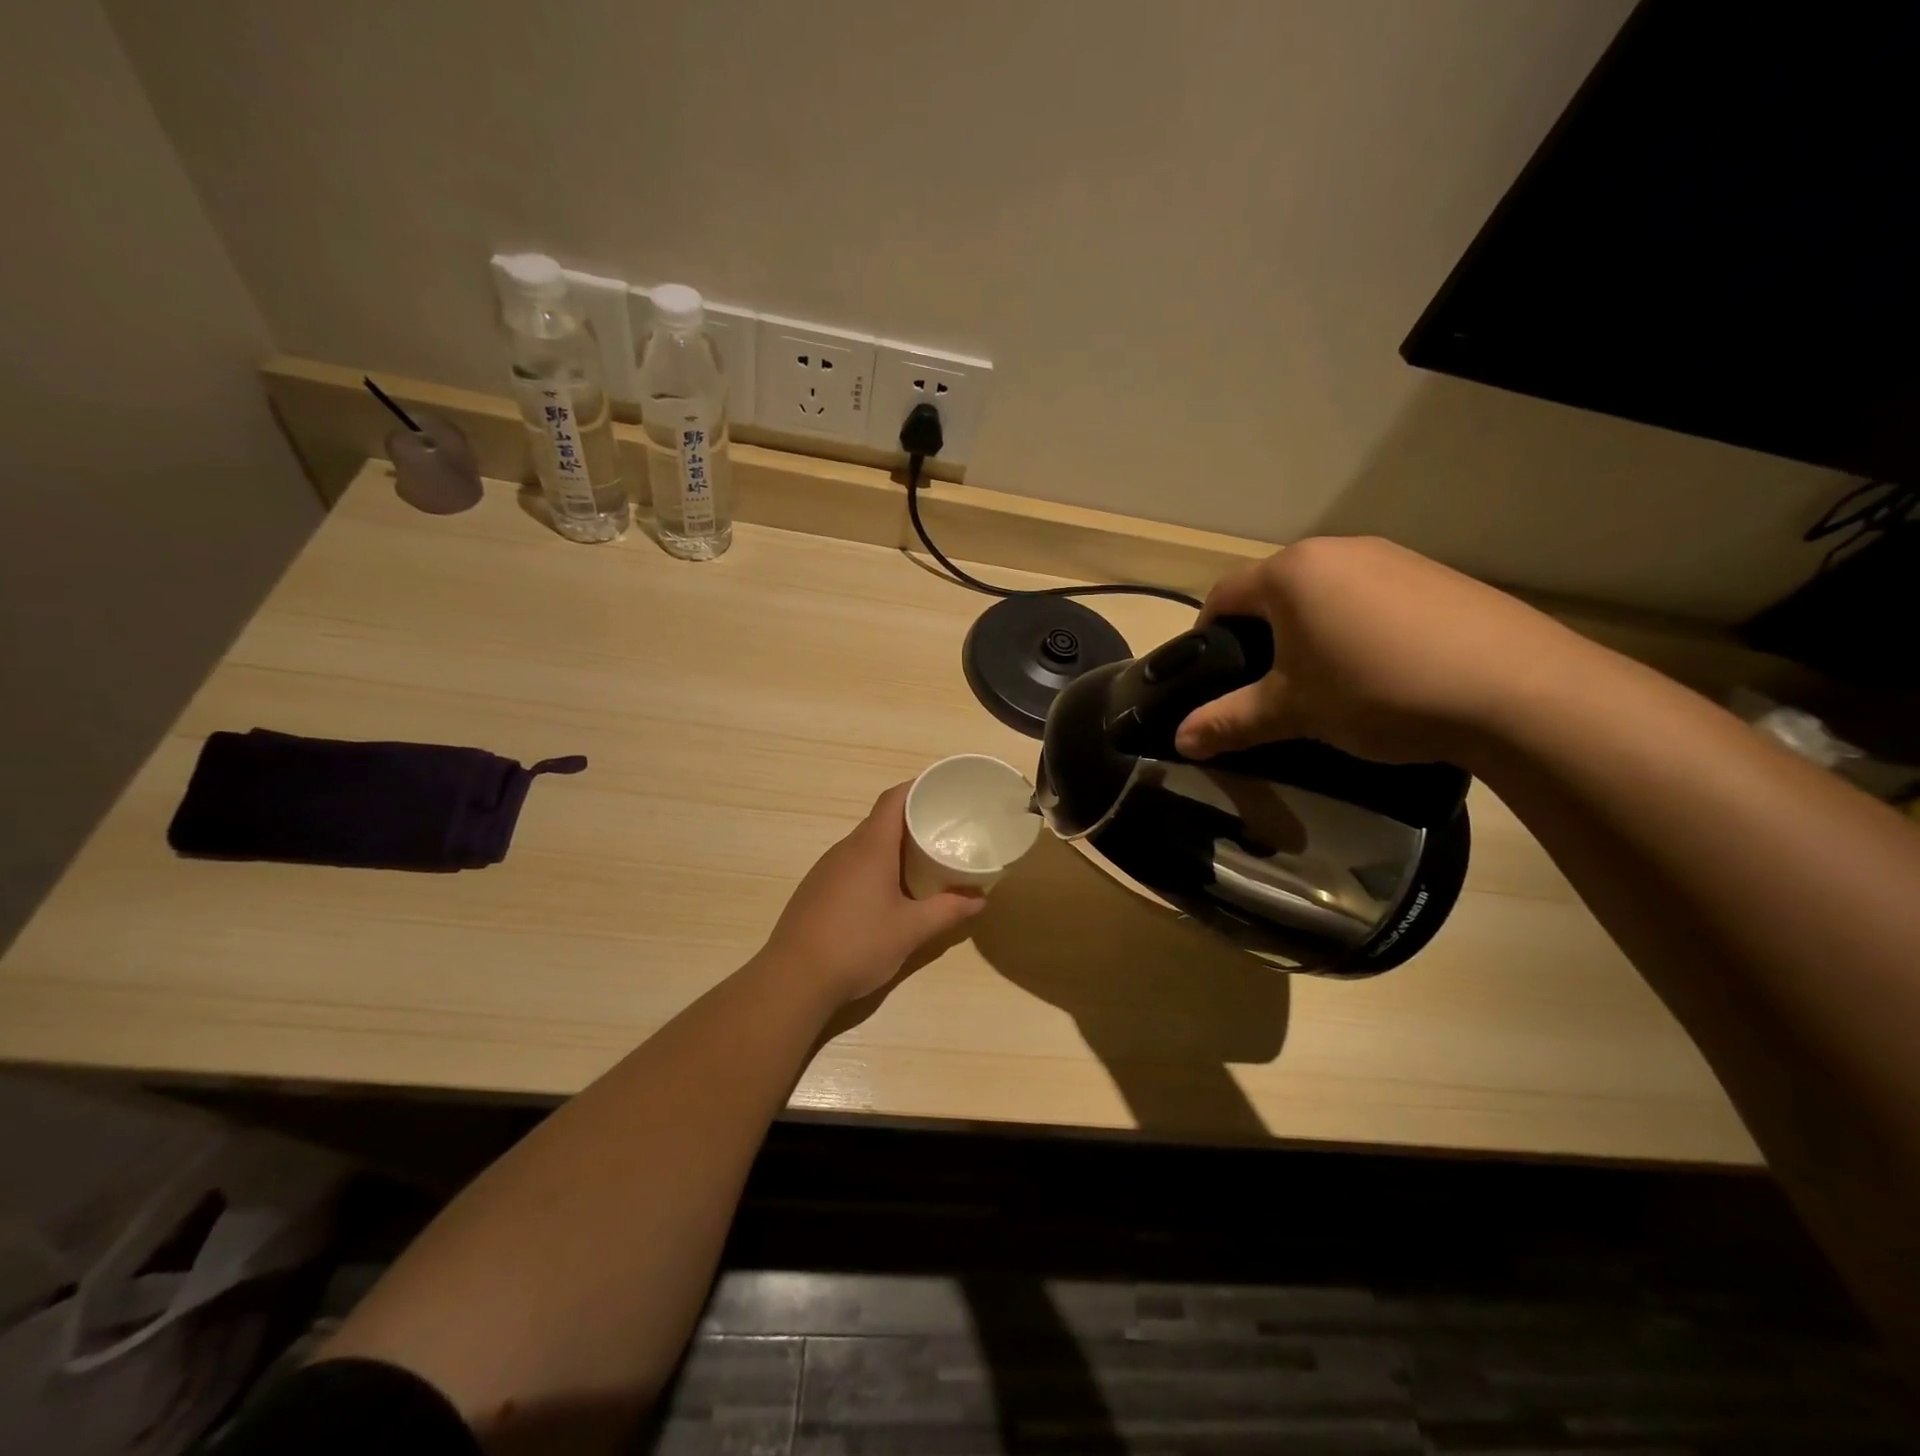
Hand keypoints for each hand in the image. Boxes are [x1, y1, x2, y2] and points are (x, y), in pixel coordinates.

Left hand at [761, 783, 986, 1005]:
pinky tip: (888, 892)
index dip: (918, 788)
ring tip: (923, 861)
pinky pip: (851, 864)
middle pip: (881, 820)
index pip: (894, 799)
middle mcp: (846, 849)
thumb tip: (980, 898)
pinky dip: (875, 866)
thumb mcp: (911, 930)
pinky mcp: (816, 890)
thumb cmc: (857, 944)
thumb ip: (948, 911)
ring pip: (865, 844)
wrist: (793, 979)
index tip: (944, 790)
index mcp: (870, 847)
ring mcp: (826, 869)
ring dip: (893, 846)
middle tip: (945, 830)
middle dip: (913, 820)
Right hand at [1173, 536, 1590, 765]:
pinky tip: (1382, 669)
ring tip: (1326, 681)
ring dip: (1310, 631)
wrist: (1516, 690)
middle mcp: (1337, 551)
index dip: (1205, 636)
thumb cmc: (1376, 691)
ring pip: (1325, 593)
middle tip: (1266, 685)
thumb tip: (1181, 740)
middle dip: (1260, 635)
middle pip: (1274, 591)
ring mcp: (1393, 558)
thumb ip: (1229, 722)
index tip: (1208, 675)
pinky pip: (1372, 597)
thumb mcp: (1292, 712)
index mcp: (1291, 573)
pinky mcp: (1436, 576)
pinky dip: (1358, 627)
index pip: (1223, 596)